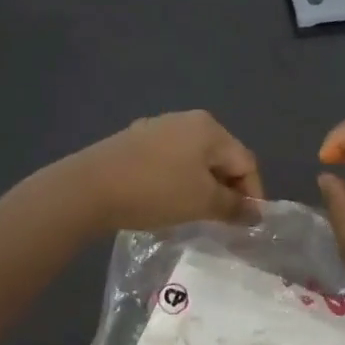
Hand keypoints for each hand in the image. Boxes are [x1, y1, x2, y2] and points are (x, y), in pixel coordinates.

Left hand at [55, 110, 264, 234]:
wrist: (89, 187)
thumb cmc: (156, 191)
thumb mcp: (202, 202)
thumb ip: (233, 206)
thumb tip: (255, 211)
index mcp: (209, 128)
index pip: (245, 161)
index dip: (253, 194)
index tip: (248, 224)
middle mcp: (186, 119)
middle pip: (221, 157)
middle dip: (227, 189)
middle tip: (224, 221)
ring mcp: (157, 127)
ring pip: (194, 159)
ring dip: (202, 185)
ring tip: (196, 213)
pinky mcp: (134, 140)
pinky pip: (170, 161)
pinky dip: (177, 180)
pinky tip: (166, 200)